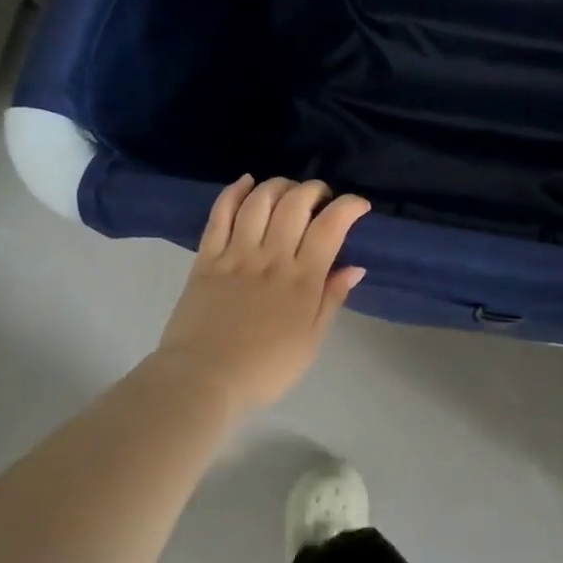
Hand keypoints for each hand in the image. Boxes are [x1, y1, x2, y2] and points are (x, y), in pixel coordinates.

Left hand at [153, 176, 369, 411]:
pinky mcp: (206, 257)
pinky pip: (220, 214)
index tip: (359, 205)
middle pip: (295, 203)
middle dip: (314, 189)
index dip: (348, 206)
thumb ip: (332, 299)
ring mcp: (236, 254)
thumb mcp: (311, 341)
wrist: (203, 380)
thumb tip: (355, 267)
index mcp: (302, 279)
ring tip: (288, 190)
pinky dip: (234, 192)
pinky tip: (246, 182)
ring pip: (259, 201)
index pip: (330, 226)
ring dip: (278, 186)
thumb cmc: (265, 368)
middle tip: (321, 197)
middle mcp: (271, 257)